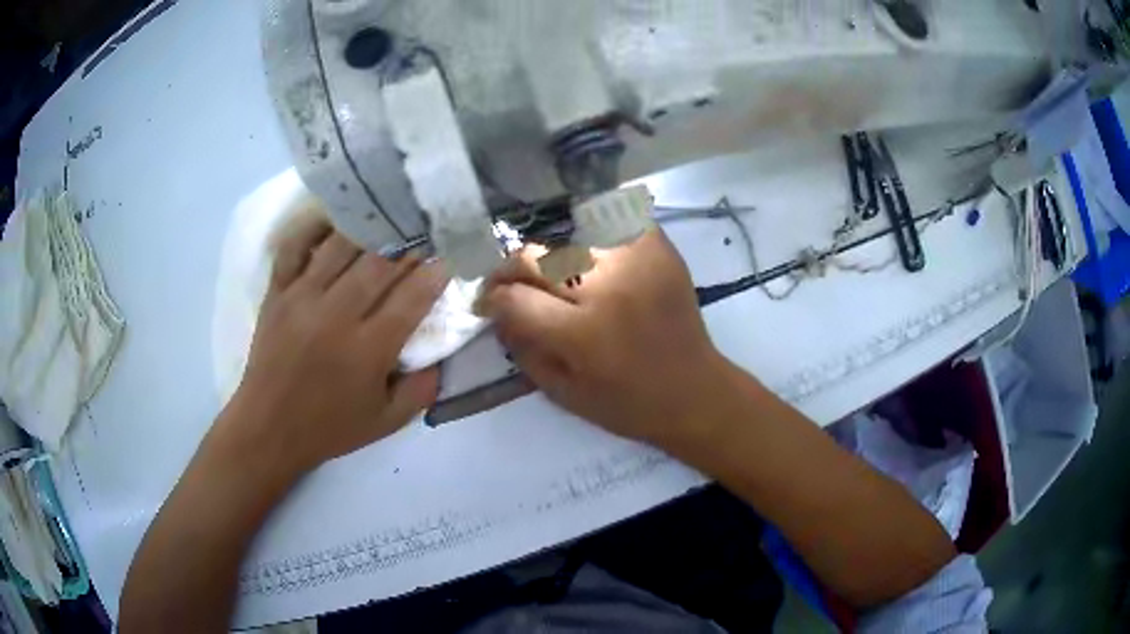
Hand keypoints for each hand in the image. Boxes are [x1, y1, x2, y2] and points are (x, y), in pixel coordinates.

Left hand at [221, 218, 445, 476]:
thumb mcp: (387, 422)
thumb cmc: (329, 427)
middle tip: (425, 228)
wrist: (268, 428)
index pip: (411, 298)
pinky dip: (314, 226)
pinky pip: (295, 246)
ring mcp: (302, 298)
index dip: (435, 273)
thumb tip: (443, 353)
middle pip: (379, 263)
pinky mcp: (277, 292)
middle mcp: (336, 315)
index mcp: (367, 350)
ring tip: (389, 215)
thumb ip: (421, 389)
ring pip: (340, 246)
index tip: (450, 257)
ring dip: (369, 228)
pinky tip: (335, 217)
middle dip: (409, 243)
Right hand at [479, 229, 729, 445]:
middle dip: (509, 270)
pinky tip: (596, 258)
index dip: (491, 299)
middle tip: (511, 284)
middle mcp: (607, 288)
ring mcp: (637, 262)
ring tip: (561, 279)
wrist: (694, 392)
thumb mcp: (563, 394)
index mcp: (582, 333)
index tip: (487, 304)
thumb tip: (497, 313)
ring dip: (555, 258)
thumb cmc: (628, 404)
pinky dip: (598, 234)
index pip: (514, 298)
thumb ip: (522, 351)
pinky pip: (615, 222)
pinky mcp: (659, 250)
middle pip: (534, 256)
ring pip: (569, 237)